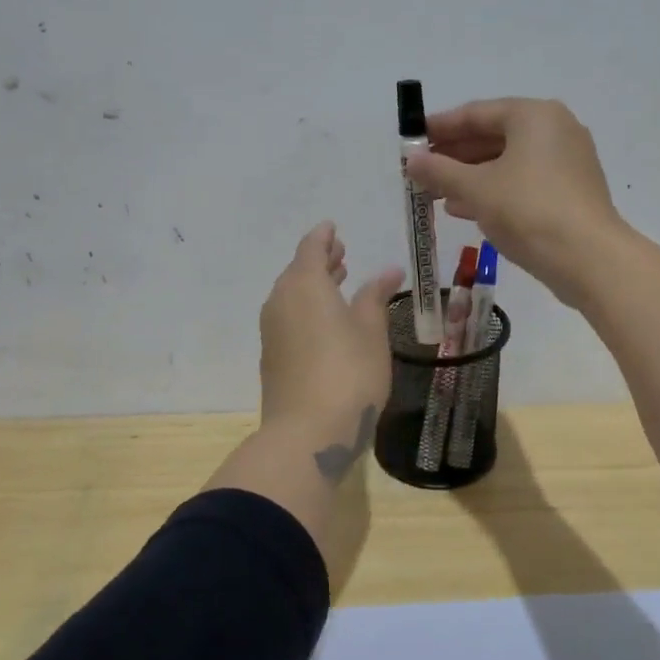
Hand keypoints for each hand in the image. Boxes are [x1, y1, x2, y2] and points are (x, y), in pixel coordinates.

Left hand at [258, 222, 404, 476]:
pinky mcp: (272, 357)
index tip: (334, 227)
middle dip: (319, 260)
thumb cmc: (349, 372)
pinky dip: (305, 309)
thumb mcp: (371, 331)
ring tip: (338, 282)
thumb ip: (375, 296)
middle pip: (297, 271)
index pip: (311, 247)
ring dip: (313, 285)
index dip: (324, 236)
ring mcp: (272, 331)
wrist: (307, 432)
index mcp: (305, 285)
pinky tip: (324, 322)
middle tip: (341, 253)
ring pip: (291, 296)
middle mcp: (281, 301)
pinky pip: (287, 318)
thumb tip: (388, 269)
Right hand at [402, 97, 625, 306]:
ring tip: (436, 194)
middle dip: (454, 156)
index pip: (476, 113)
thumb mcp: (476, 188)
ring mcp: (567, 161)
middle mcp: (554, 129)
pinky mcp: (570, 190)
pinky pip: (523, 181)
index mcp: (533, 116)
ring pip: (507, 162)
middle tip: (421, 171)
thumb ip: (440, 170)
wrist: (587, 258)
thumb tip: (412, 160)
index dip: (440, 127)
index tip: (412, 140)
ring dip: (470, 176)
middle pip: (493, 136)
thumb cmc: (528, 210)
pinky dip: (494, 190)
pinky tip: (465, 209)